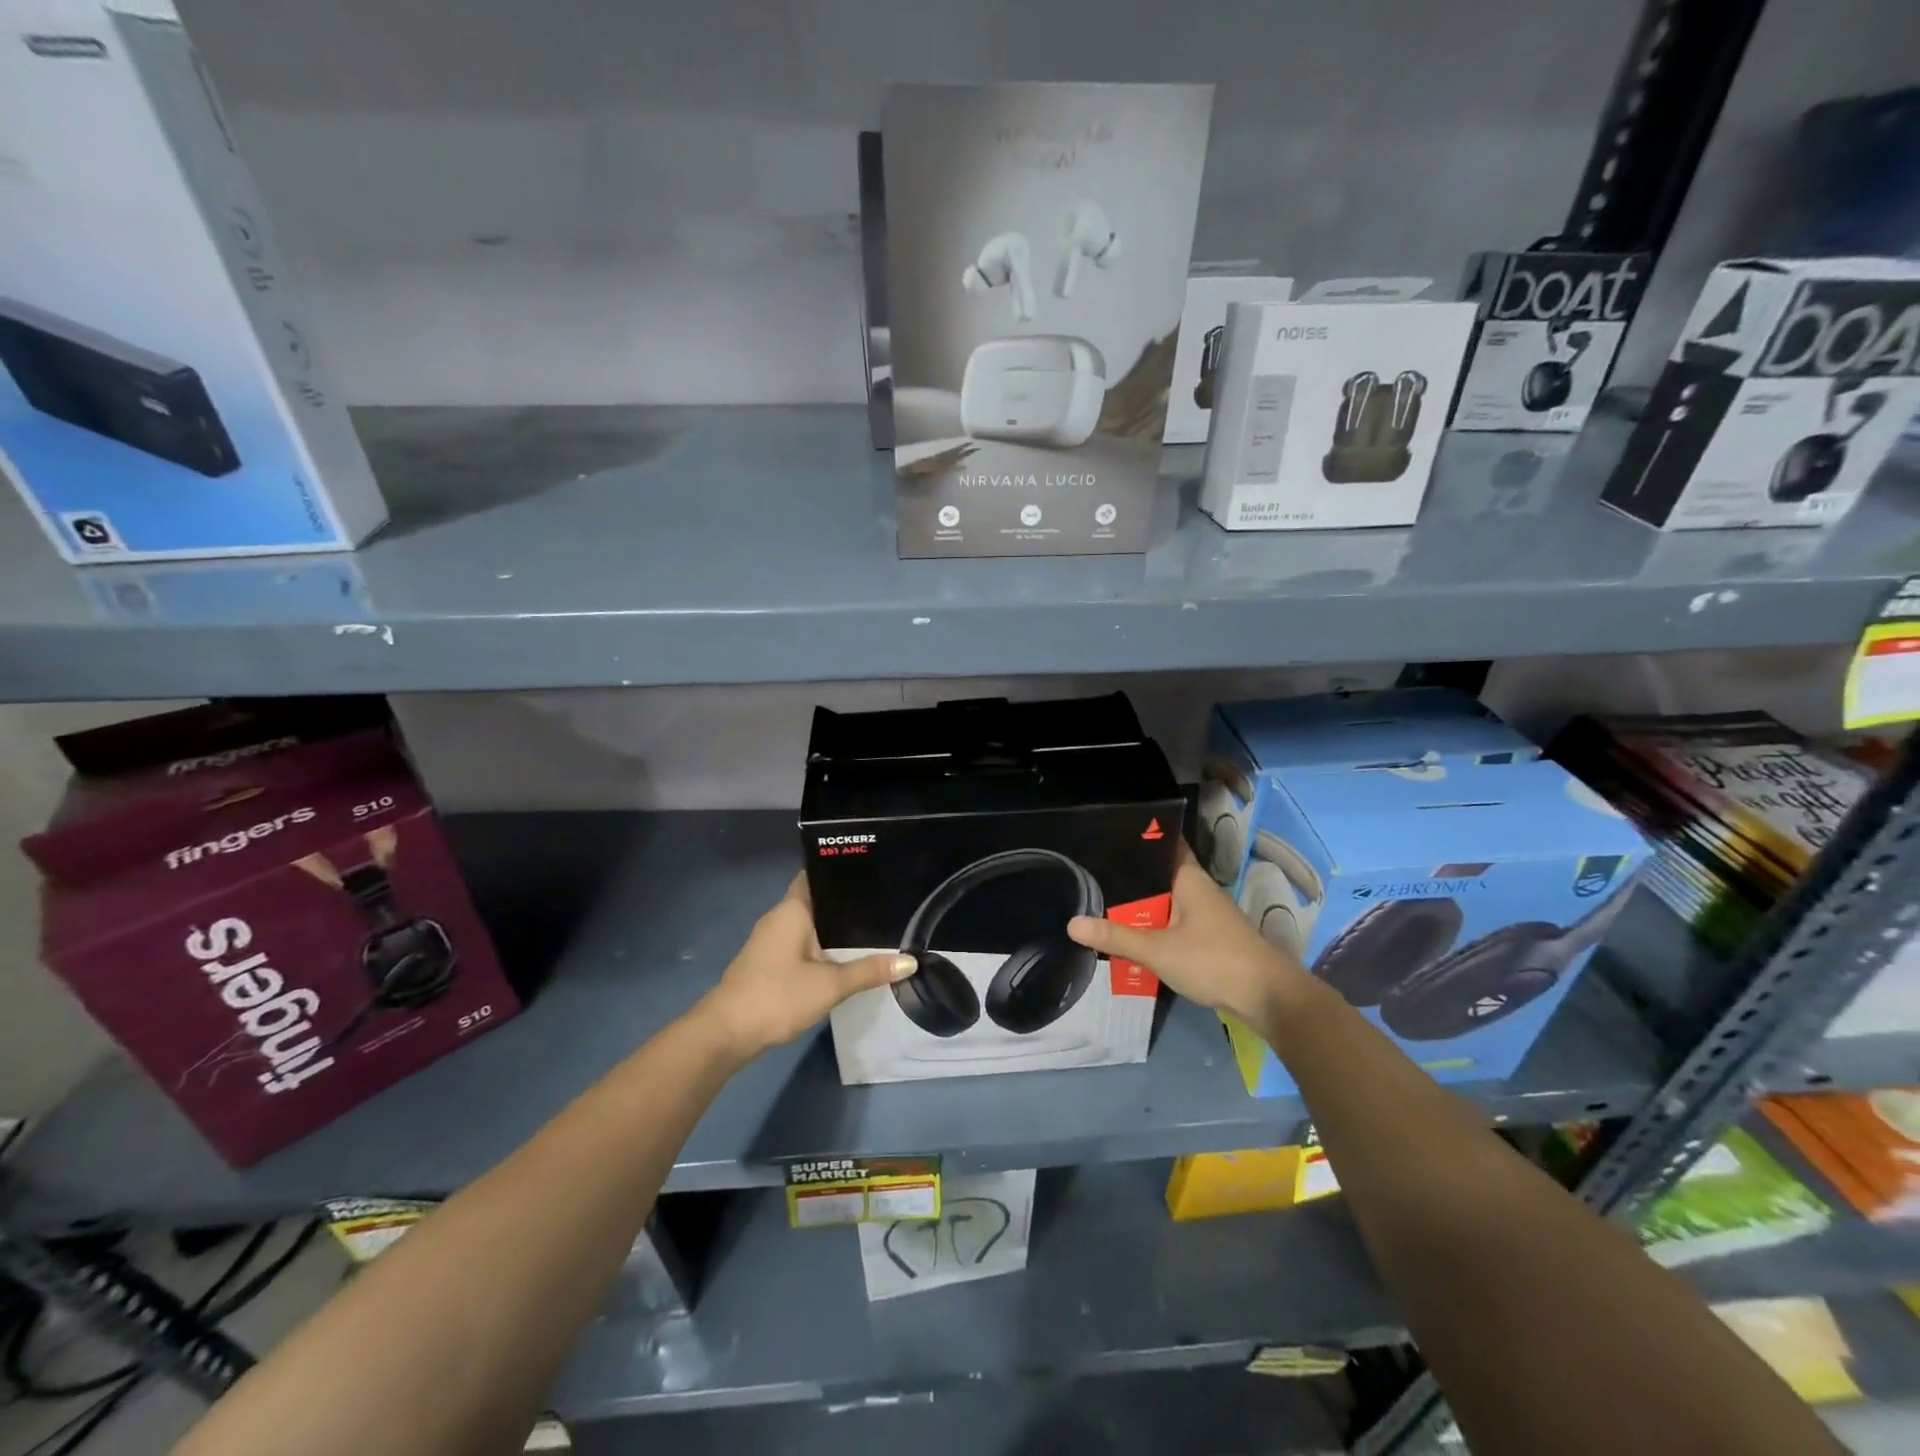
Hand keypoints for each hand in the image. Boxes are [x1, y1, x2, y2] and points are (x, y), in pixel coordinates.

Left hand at [694, 873, 915, 1060]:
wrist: (725, 1033)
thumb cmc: (777, 996)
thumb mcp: (830, 985)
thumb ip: (869, 970)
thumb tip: (910, 961)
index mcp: (792, 909)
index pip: (818, 875)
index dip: (843, 871)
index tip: (874, 870)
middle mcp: (779, 917)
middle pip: (817, 899)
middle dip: (846, 902)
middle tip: (885, 901)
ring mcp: (770, 940)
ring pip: (809, 923)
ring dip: (834, 926)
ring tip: (873, 925)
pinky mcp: (768, 961)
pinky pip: (801, 941)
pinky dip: (821, 943)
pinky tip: (843, 954)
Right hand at [1066, 846, 1317, 1033]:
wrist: (1268, 997)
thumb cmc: (1214, 960)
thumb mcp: (1158, 950)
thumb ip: (1116, 937)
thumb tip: (1071, 924)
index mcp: (1189, 878)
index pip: (1163, 844)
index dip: (1137, 838)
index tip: (1106, 835)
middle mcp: (1198, 889)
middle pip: (1159, 874)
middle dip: (1129, 876)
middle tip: (1090, 872)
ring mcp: (1206, 913)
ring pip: (1166, 900)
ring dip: (1141, 904)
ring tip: (1101, 899)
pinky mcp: (1210, 936)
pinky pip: (1174, 921)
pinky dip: (1154, 924)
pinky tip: (1132, 933)